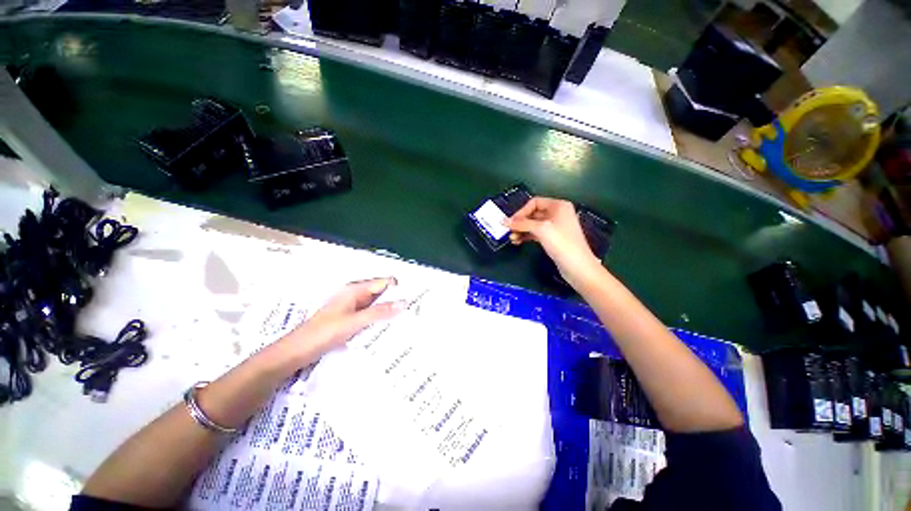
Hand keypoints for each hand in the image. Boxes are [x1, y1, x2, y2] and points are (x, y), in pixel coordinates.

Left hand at [282, 278, 405, 360]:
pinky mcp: (351, 320)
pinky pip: (371, 317)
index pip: (385, 283)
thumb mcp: (353, 322)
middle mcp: (355, 296)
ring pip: (377, 306)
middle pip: (382, 294)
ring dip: (388, 313)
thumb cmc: (322, 333)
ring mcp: (353, 308)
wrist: (295, 353)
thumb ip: (379, 312)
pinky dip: (380, 322)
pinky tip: (389, 331)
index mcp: (355, 290)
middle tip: (413, 313)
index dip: (399, 289)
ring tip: (406, 323)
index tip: (414, 300)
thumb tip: (404, 303)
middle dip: (396, 301)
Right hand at [505, 197, 601, 286]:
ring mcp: (556, 227)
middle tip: (509, 232)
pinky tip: (518, 242)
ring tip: (512, 239)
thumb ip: (521, 224)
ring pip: (534, 225)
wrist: (577, 266)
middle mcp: (558, 213)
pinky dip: (527, 236)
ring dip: (522, 230)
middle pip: (533, 213)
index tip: (511, 223)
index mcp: (558, 206)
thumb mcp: (540, 229)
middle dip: (520, 222)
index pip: (534, 202)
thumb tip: (503, 221)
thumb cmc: (561, 243)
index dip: (522, 211)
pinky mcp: (553, 238)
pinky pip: (536, 233)